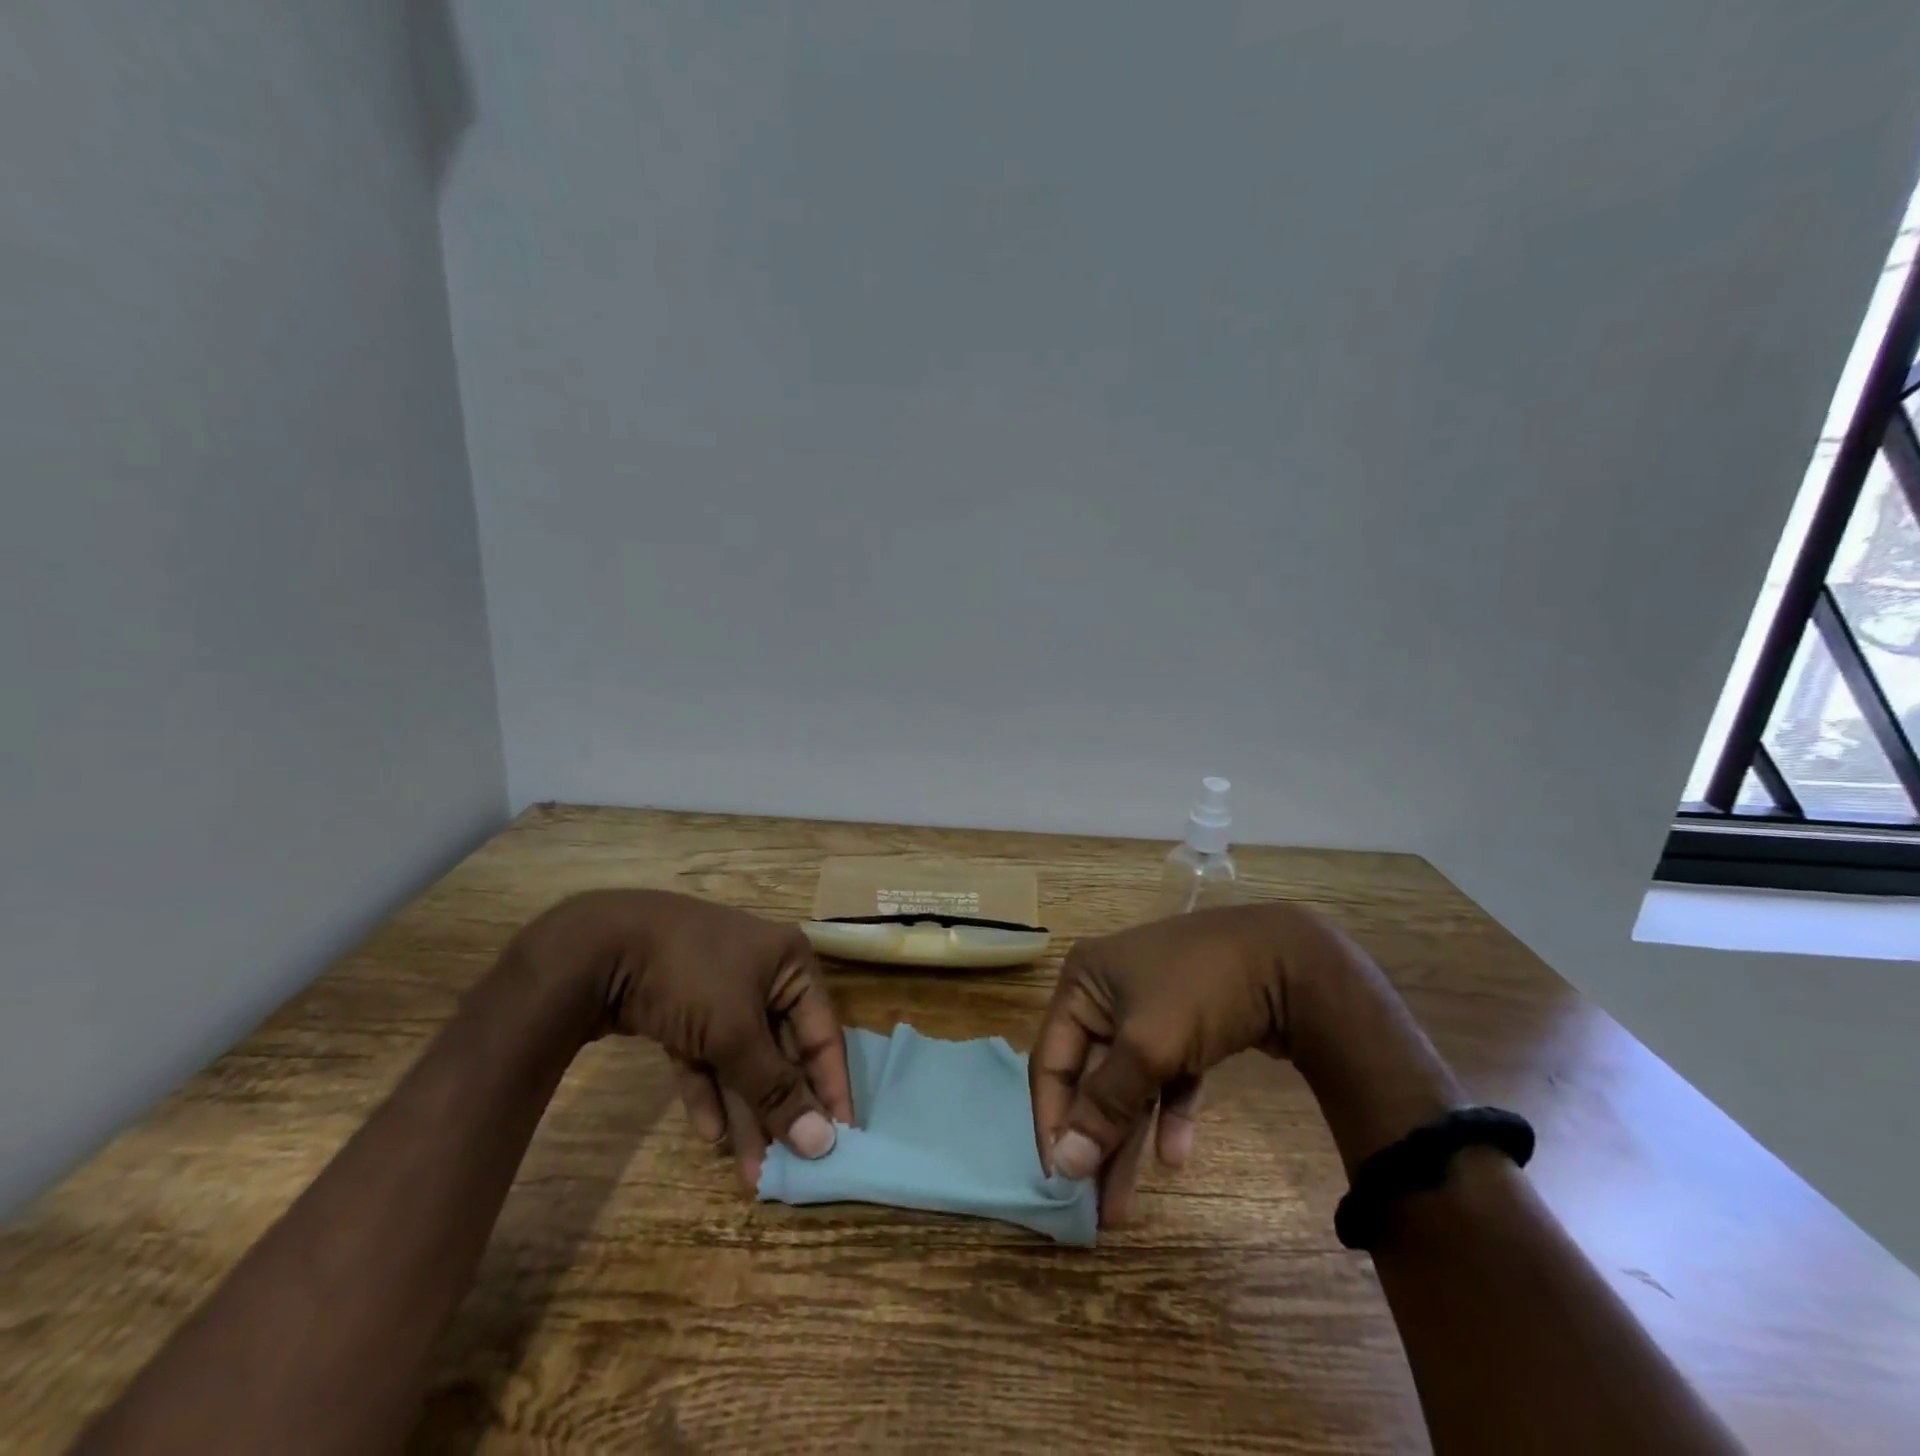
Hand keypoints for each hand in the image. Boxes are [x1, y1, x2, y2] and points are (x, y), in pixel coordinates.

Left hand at [515, 890, 853, 1186]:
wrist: (598, 947)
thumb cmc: (690, 976)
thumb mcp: (736, 1032)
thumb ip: (776, 1088)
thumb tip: (822, 1143)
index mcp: (790, 965)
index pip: (822, 1034)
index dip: (829, 1088)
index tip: (839, 1142)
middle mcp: (762, 975)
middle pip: (780, 1051)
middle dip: (778, 1108)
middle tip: (784, 1168)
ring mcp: (719, 991)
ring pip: (741, 1058)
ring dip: (744, 1109)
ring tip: (748, 1171)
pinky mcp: (683, 1009)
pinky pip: (706, 1055)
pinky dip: (708, 1089)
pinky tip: (710, 1134)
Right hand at [1029, 903, 1334, 1223]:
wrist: (1292, 960)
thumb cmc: (1201, 991)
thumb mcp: (1147, 1046)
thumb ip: (1104, 1105)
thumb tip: (1063, 1164)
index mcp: (1084, 982)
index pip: (1053, 1059)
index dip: (1053, 1119)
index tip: (1059, 1181)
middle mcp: (1109, 992)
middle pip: (1091, 1075)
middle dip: (1094, 1138)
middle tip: (1092, 1206)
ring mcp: (1150, 1007)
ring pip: (1129, 1080)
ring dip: (1127, 1135)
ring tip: (1121, 1205)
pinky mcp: (1188, 1024)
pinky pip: (1167, 1073)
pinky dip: (1169, 1109)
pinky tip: (1175, 1154)